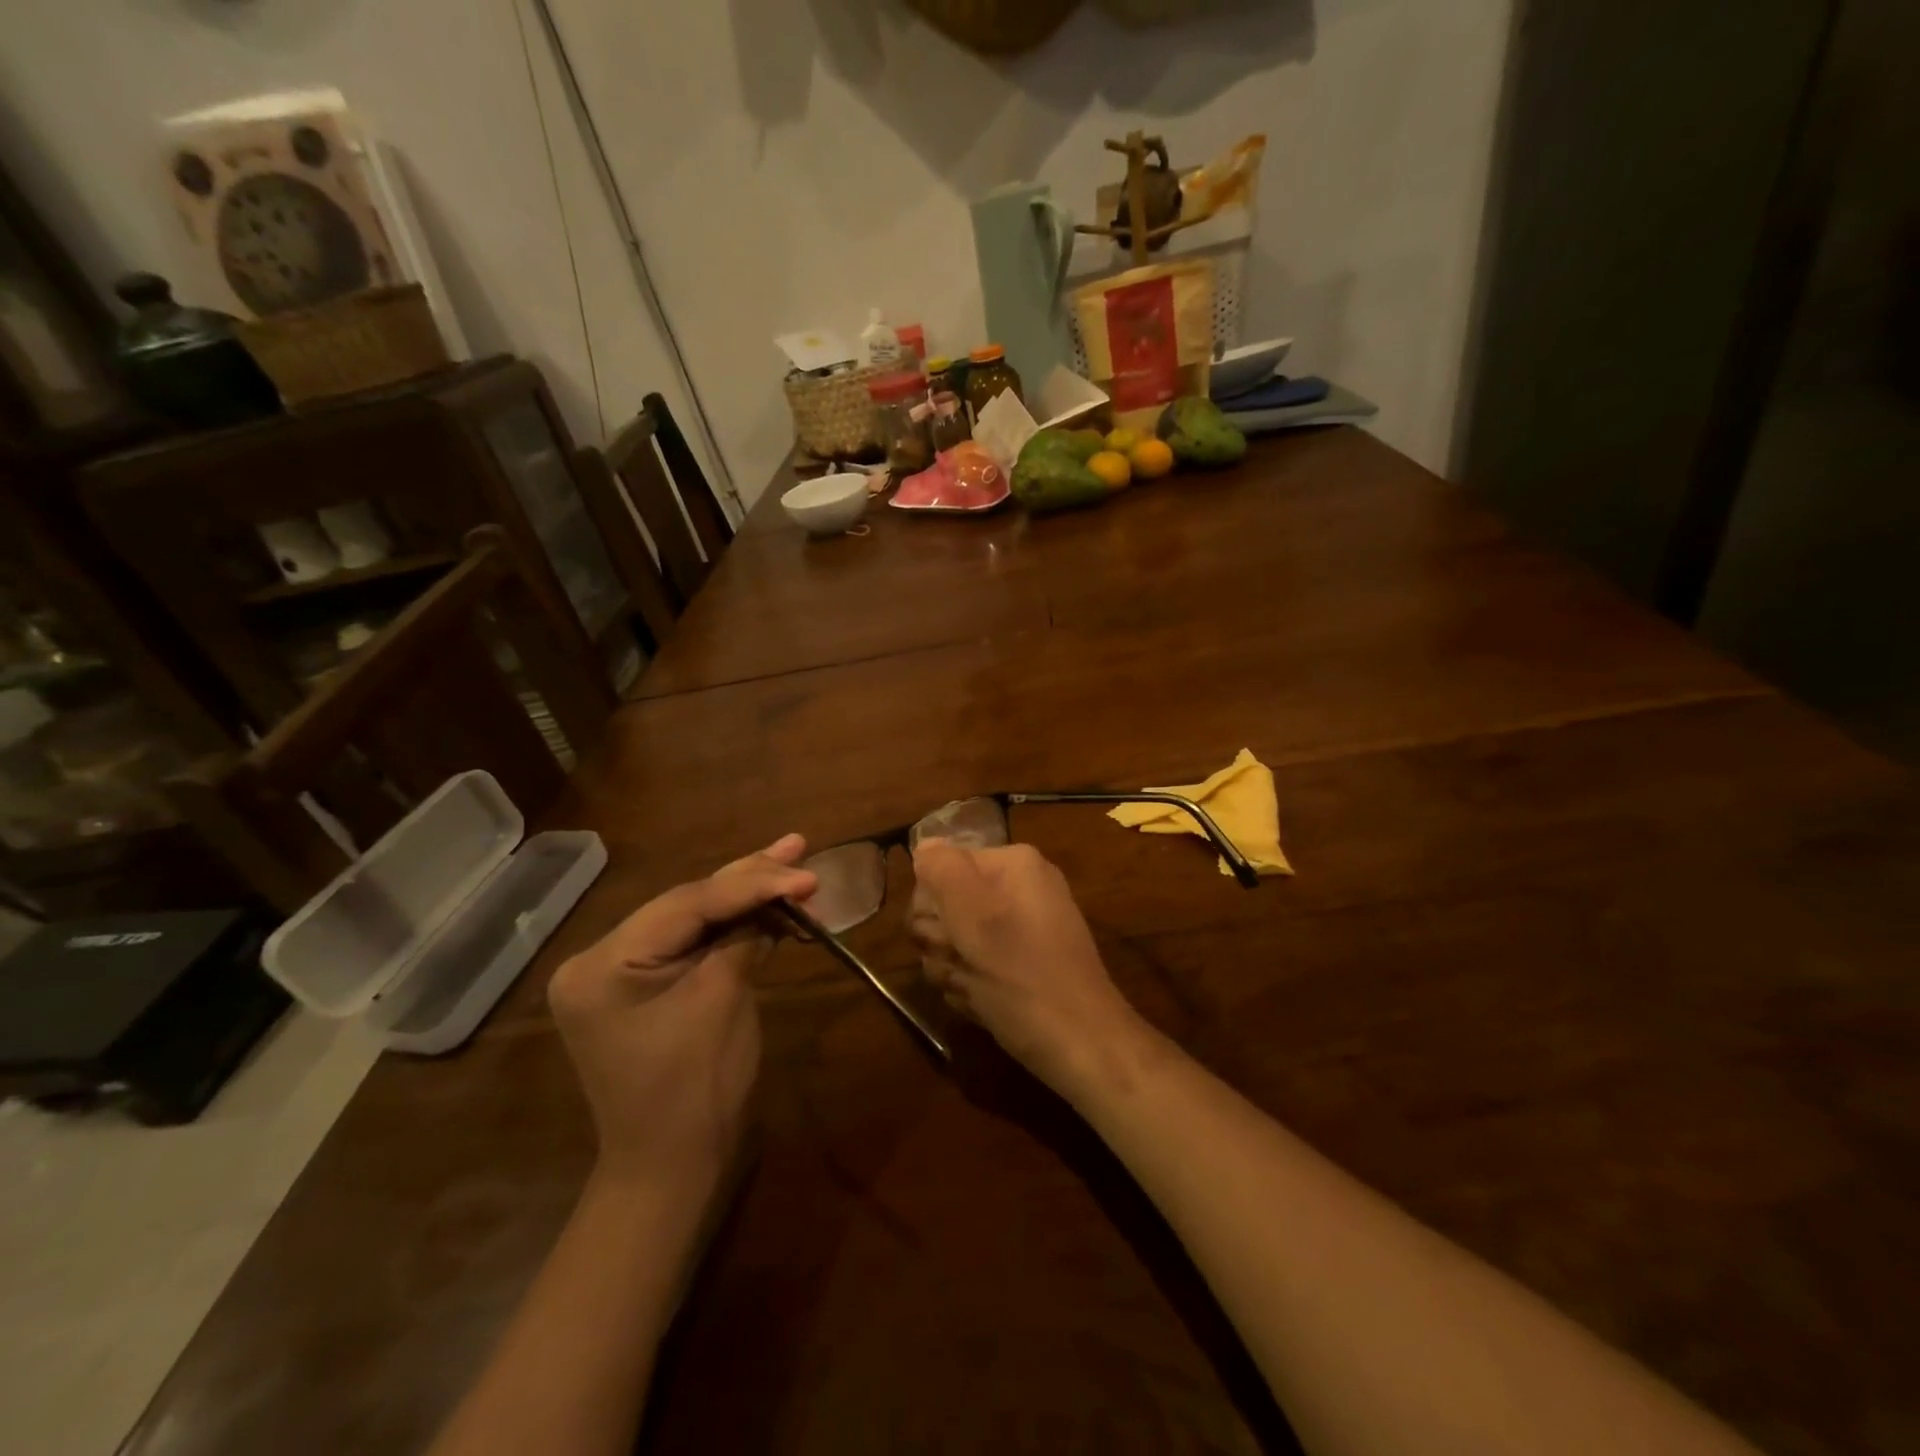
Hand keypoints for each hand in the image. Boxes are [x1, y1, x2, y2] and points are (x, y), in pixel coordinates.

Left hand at [548, 834, 816, 1192]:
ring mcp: (622, 974)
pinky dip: (734, 926)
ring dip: (746, 895)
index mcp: (602, 964)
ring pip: (693, 919)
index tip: (806, 875)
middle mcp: (601, 960)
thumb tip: (779, 899)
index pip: (688, 905)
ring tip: (791, 859)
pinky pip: (693, 944)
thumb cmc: (694, 1091)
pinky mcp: (646, 987)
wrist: (673, 1171)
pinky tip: (768, 903)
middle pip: (688, 904)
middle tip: (797, 846)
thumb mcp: (721, 1002)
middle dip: (749, 878)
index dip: (753, 884)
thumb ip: (744, 939)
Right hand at [909, 840, 1143, 1093]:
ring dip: (952, 968)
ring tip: (977, 988)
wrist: (1081, 1045)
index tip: (947, 936)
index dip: (932, 905)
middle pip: (945, 905)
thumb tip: (924, 846)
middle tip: (963, 964)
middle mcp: (1018, 888)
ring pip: (954, 940)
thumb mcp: (976, 916)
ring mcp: (1021, 927)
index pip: (940, 866)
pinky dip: (971, 986)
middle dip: (942, 941)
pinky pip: (974, 965)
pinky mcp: (1019, 962)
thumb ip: (944, 870)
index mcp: (1013, 864)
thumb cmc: (1023, 977)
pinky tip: (985, 1003)